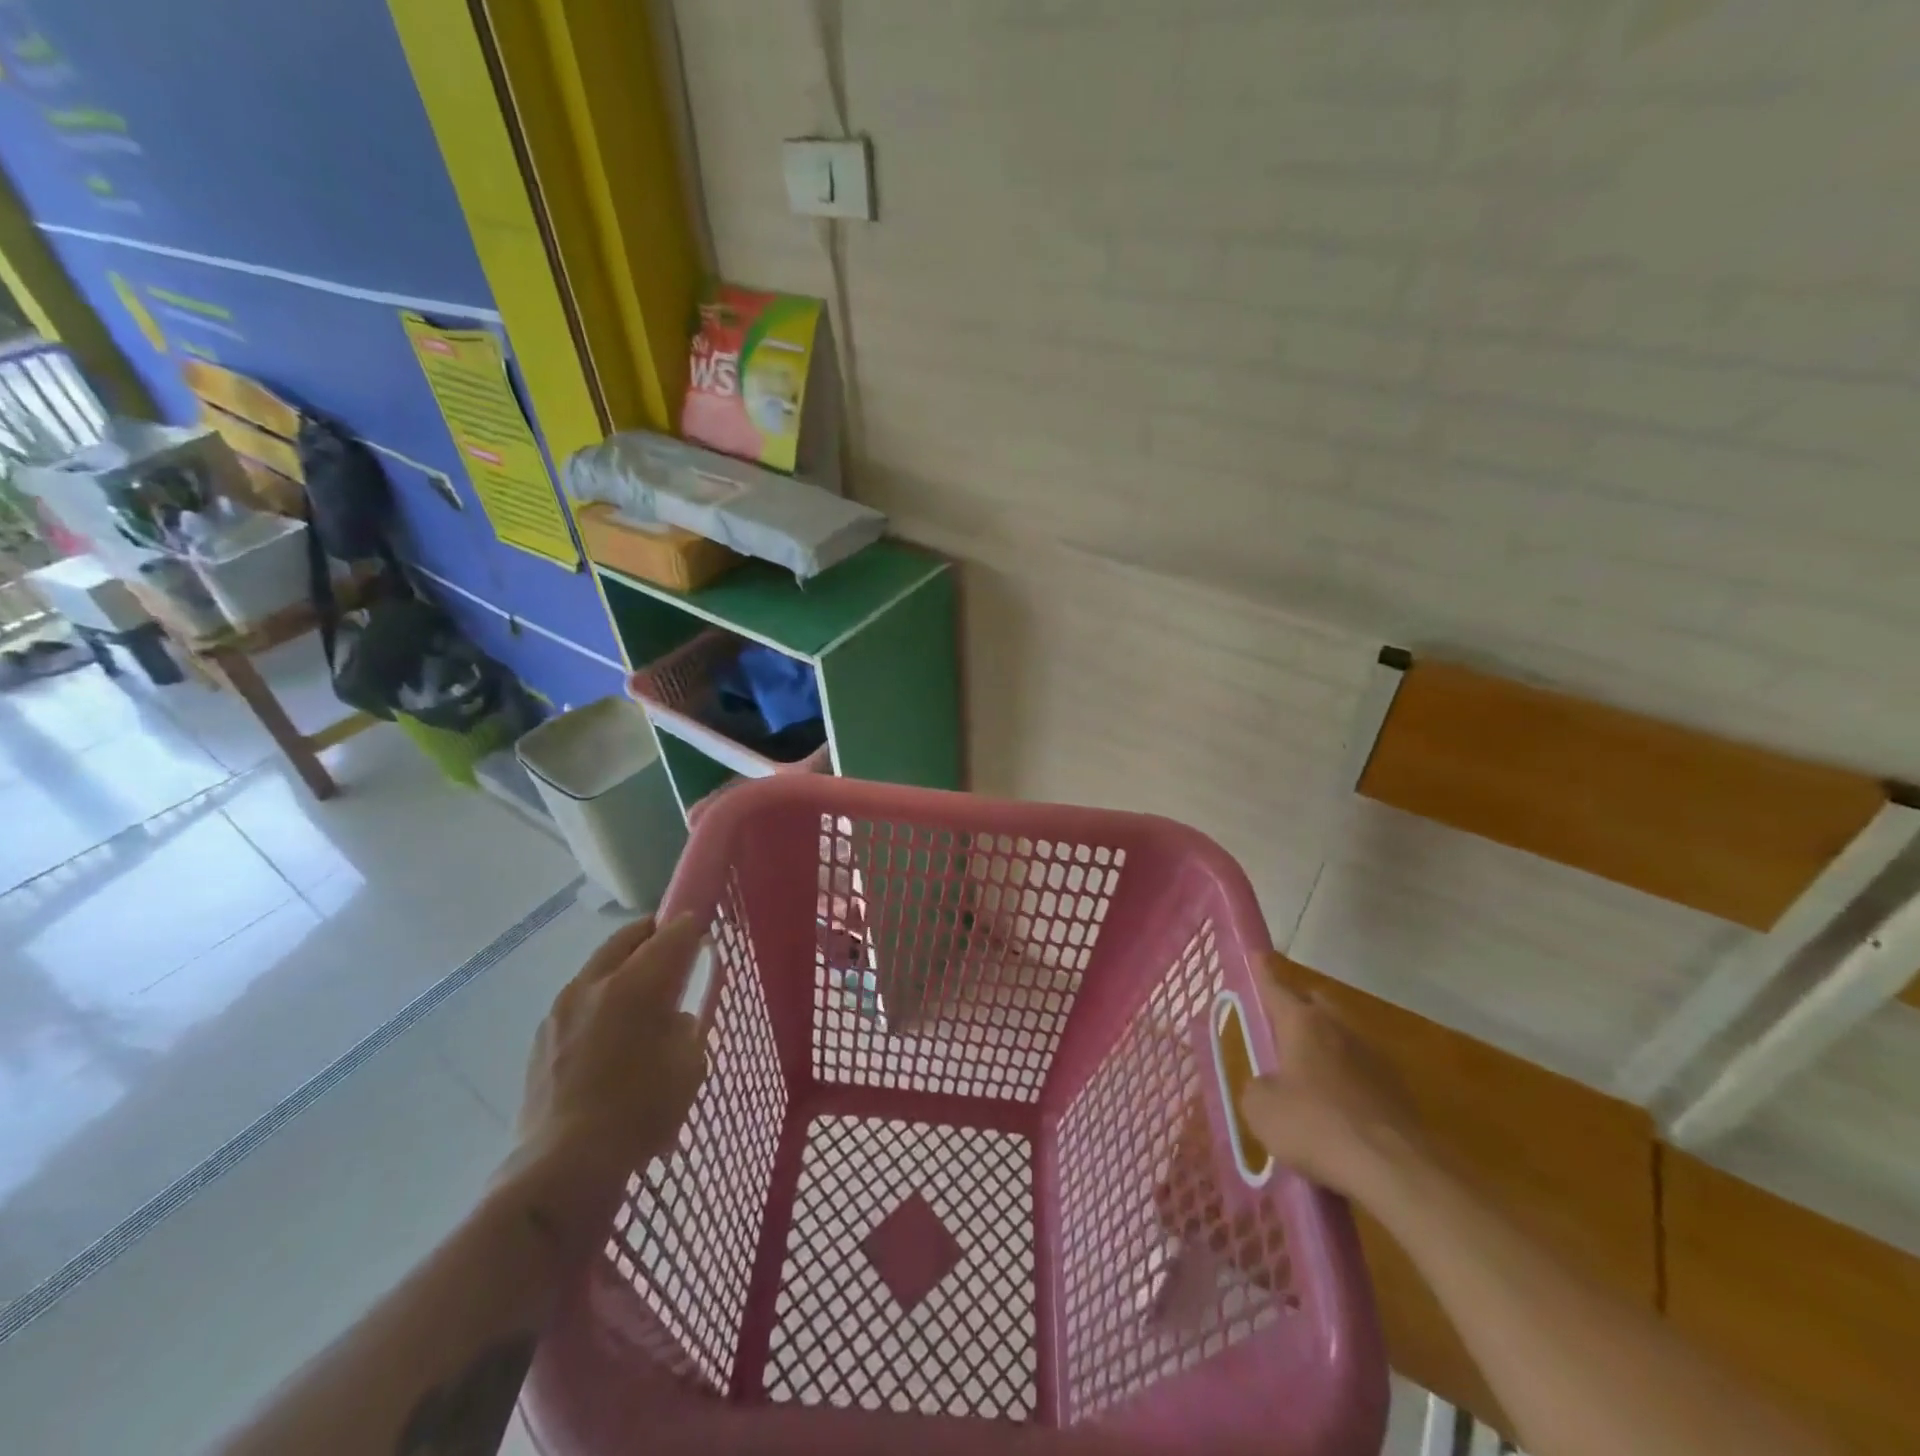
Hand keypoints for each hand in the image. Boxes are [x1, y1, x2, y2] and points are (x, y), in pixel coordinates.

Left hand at [497, 914, 708, 1247]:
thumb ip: (686, 1027)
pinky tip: (610, 1031)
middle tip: (674, 945)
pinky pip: (579, 1001)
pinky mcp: (541, 1038)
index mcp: (635, 983)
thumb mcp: (689, 1065)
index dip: (692, 926)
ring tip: (641, 991)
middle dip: (653, 934)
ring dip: (623, 967)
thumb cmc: (641, 1110)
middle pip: (627, 937)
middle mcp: (594, 984)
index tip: (704, 928)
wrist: (565, 1165)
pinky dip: (600, 1000)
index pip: (671, 933)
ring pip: (598, 967)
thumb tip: (674, 1016)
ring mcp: (561, 1009)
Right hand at [1236, 956, 1428, 1203]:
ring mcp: (1374, 1058)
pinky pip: (1361, 1075)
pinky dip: (1346, 1083)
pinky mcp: (1398, 1092)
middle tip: (1279, 1024)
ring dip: (1324, 1050)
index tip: (1257, 955)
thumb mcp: (1262, 1110)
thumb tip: (1269, 1087)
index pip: (1275, 987)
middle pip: (1316, 1005)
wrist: (1397, 1171)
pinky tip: (1336, 1111)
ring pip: (1341, 1039)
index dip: (1263, 973)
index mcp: (1302, 1023)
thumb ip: (1258, 1088)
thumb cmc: (1316, 1126)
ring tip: (1305, 1075)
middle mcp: (1339, 1028)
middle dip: (1298, 1009)